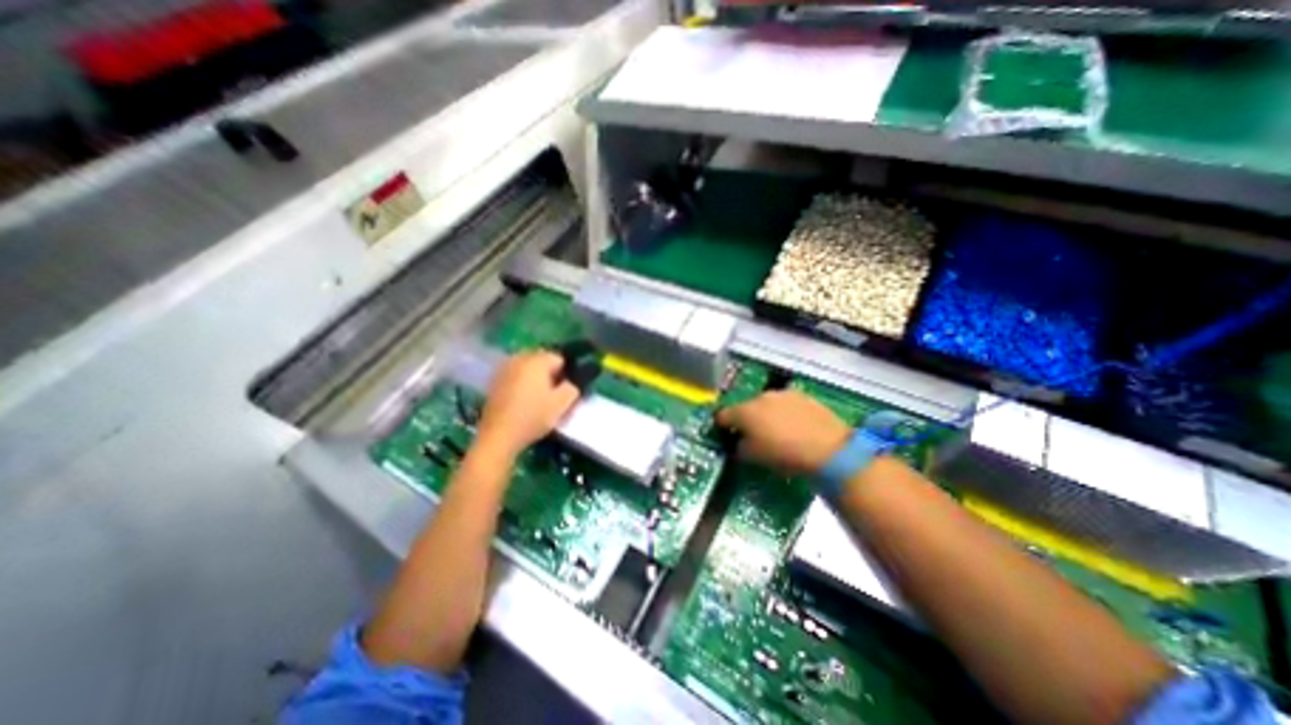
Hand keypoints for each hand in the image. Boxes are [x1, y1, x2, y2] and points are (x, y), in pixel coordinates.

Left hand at [476, 351, 577, 458]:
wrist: (498, 436)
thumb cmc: (533, 417)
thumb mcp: (562, 404)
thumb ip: (573, 387)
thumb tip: (573, 381)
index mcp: (536, 360)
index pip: (560, 358)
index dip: (567, 374)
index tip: (566, 391)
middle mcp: (519, 359)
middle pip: (543, 361)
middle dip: (551, 374)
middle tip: (554, 395)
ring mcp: (504, 369)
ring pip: (528, 368)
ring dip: (536, 378)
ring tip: (539, 398)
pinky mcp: (494, 381)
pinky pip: (516, 376)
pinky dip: (523, 383)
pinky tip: (524, 401)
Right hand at [712, 390, 855, 475]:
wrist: (828, 448)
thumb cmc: (784, 455)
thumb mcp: (755, 458)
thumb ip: (740, 448)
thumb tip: (740, 442)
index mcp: (744, 412)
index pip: (723, 415)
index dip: (722, 425)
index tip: (726, 434)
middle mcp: (760, 397)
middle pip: (746, 407)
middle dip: (747, 419)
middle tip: (754, 435)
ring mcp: (783, 394)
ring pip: (766, 403)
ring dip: (766, 414)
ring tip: (777, 431)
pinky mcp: (803, 396)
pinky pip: (786, 404)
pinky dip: (785, 413)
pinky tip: (795, 427)